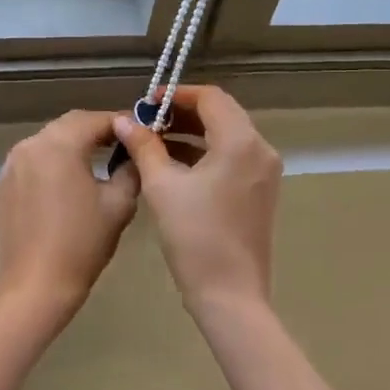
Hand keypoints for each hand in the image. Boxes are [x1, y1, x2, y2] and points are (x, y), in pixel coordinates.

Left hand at [0, 109, 139, 313]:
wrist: (35, 285)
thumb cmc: (82, 243)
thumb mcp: (119, 204)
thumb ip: (130, 169)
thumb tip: (133, 154)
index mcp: (60, 144)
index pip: (95, 119)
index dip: (121, 122)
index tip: (140, 131)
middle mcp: (31, 145)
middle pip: (69, 125)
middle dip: (96, 130)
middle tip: (121, 144)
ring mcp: (12, 164)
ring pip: (49, 141)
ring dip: (72, 145)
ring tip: (96, 161)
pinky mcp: (3, 184)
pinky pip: (32, 162)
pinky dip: (52, 163)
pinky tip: (66, 184)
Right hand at [113, 86, 280, 316]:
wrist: (230, 295)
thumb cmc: (194, 236)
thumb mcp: (162, 186)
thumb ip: (144, 146)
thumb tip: (124, 120)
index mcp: (240, 141)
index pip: (210, 97)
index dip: (178, 94)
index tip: (148, 102)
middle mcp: (260, 149)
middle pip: (222, 113)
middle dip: (184, 112)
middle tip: (148, 120)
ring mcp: (264, 172)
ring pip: (227, 135)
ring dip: (193, 132)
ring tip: (155, 140)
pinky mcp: (260, 191)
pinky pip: (233, 157)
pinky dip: (206, 152)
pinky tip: (175, 163)